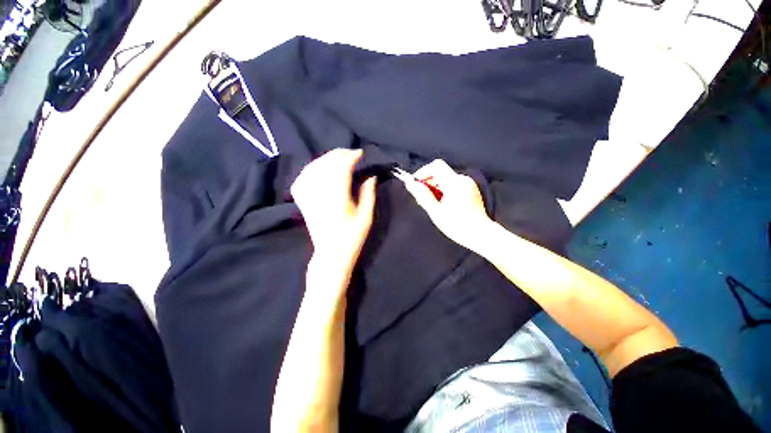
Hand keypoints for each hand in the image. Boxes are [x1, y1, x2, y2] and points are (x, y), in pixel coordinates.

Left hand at [291, 149, 376, 270]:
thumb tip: (370, 176)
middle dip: (338, 155)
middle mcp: (320, 197)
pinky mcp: (302, 202)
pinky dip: (311, 169)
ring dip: (325, 159)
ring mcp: (308, 199)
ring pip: (312, 169)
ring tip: (338, 157)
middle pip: (325, 166)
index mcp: (338, 201)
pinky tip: (320, 167)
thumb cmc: (352, 237)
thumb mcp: (366, 217)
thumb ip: (368, 194)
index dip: (350, 158)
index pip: (341, 170)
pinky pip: (302, 178)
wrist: (331, 254)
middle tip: (351, 152)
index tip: (360, 154)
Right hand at [403, 159, 493, 251]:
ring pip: (446, 179)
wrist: (480, 234)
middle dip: (428, 182)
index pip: (436, 166)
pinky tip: (443, 204)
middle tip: (422, 198)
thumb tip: (411, 184)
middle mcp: (462, 179)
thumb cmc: (457, 225)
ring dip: (436, 187)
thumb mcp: (436, 211)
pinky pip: (453, 184)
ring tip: (432, 204)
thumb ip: (422, 195)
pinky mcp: (471, 190)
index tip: (416, 184)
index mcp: (454, 183)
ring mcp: (468, 184)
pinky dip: (444, 190)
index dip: (423, 172)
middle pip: (440, 172)